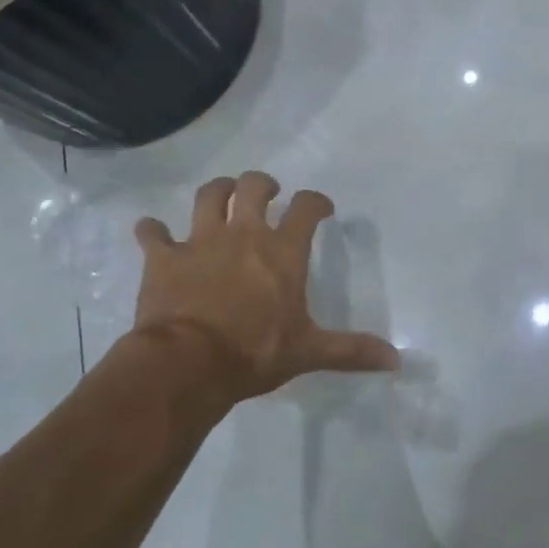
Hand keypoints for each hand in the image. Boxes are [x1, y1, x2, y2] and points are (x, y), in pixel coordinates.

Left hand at [128, 173, 398, 404]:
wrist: (188, 363)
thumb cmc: (254, 352)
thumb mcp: (308, 352)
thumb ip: (351, 351)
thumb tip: (396, 360)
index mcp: (282, 251)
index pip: (306, 208)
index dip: (316, 202)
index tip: (321, 208)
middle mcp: (244, 234)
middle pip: (253, 187)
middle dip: (262, 184)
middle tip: (267, 193)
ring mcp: (201, 241)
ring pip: (208, 197)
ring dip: (216, 192)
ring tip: (221, 196)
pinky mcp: (164, 257)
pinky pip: (153, 233)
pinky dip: (152, 231)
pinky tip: (153, 233)